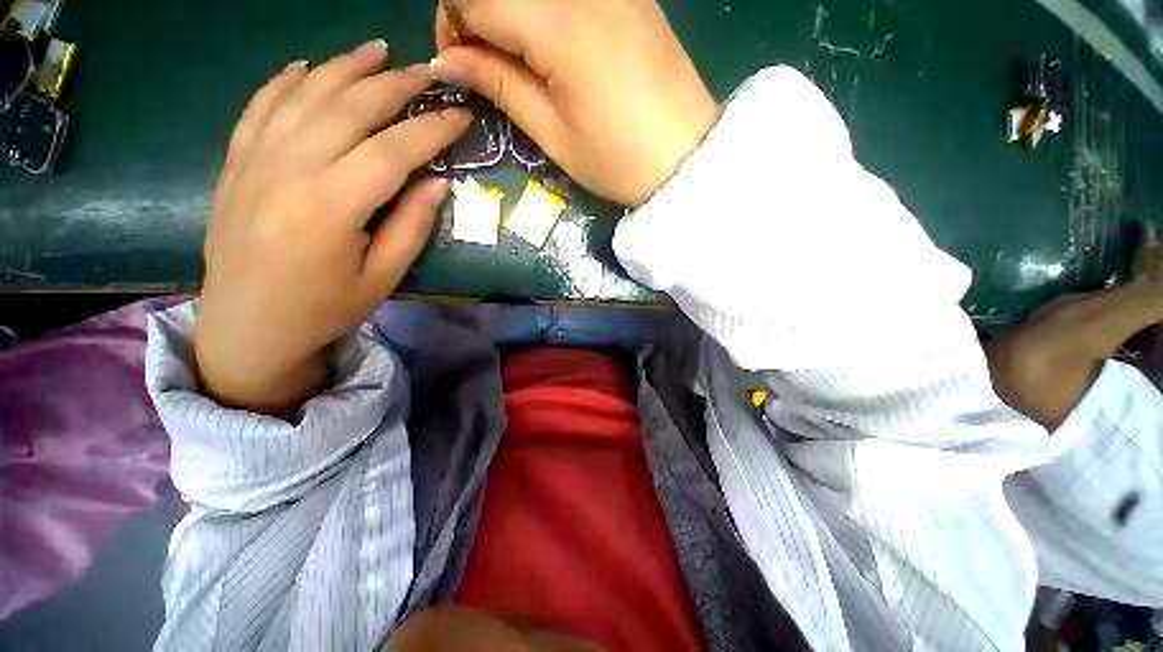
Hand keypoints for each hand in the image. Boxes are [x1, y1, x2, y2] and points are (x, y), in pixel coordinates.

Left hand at [196, 40, 470, 415]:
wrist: (246, 325)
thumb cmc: (323, 309)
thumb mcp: (381, 278)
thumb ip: (412, 227)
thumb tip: (437, 182)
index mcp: (330, 208)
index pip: (393, 150)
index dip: (431, 129)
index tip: (460, 115)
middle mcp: (287, 170)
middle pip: (348, 108)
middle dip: (394, 85)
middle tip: (427, 72)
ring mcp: (253, 159)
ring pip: (304, 94)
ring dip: (344, 66)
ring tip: (377, 50)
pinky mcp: (235, 161)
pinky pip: (261, 105)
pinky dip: (287, 79)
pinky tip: (309, 66)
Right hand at [431, 0, 716, 206]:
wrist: (686, 159)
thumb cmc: (618, 160)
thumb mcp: (553, 134)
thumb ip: (500, 86)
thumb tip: (450, 61)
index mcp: (558, 25)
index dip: (453, 28)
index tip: (459, 67)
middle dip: (479, 16)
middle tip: (486, 63)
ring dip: (513, 14)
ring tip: (520, 60)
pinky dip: (546, 13)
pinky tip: (554, 46)